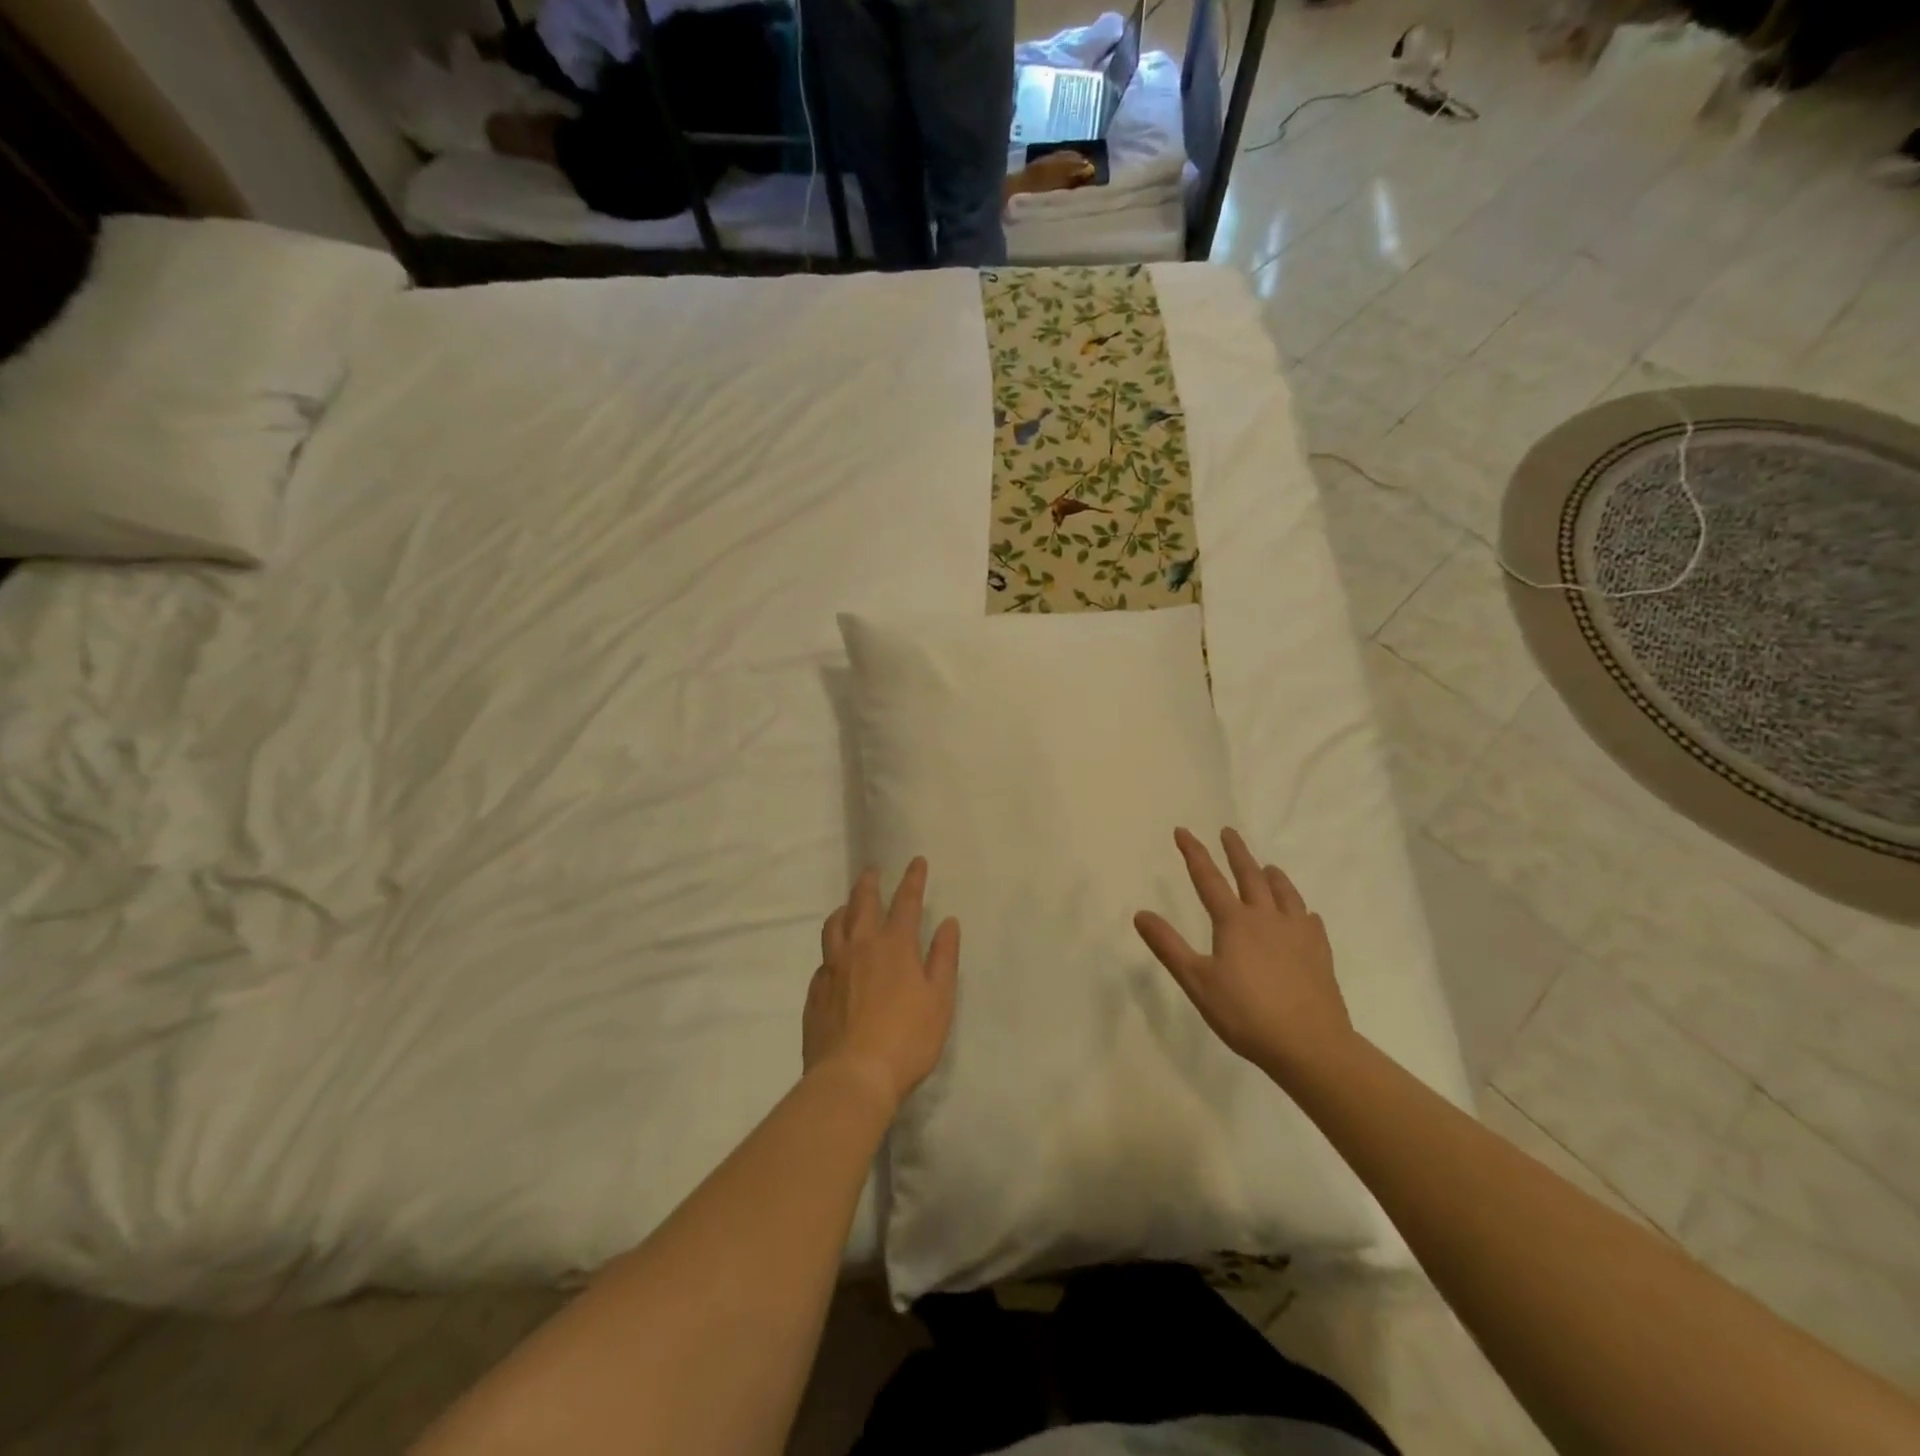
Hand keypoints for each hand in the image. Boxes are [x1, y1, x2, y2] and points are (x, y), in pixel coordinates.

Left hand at [804, 858, 959, 1110]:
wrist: (852, 1076)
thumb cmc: (907, 1039)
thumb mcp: (940, 999)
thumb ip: (943, 958)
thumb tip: (948, 923)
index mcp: (894, 946)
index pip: (905, 902)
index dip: (912, 879)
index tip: (916, 861)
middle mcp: (860, 947)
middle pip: (862, 904)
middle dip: (869, 883)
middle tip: (871, 869)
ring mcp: (833, 968)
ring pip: (835, 926)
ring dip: (844, 909)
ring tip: (848, 905)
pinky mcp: (816, 992)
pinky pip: (823, 958)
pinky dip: (832, 948)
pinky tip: (834, 958)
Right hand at [1134, 827, 1354, 1079]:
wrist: (1310, 1044)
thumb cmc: (1246, 1014)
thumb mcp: (1196, 981)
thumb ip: (1168, 946)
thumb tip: (1140, 913)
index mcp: (1235, 922)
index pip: (1208, 879)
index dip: (1194, 853)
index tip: (1183, 830)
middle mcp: (1267, 918)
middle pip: (1250, 876)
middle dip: (1236, 852)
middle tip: (1229, 832)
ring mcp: (1298, 934)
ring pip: (1284, 893)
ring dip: (1272, 876)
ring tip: (1268, 866)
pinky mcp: (1319, 953)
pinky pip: (1310, 921)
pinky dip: (1301, 910)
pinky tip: (1304, 915)